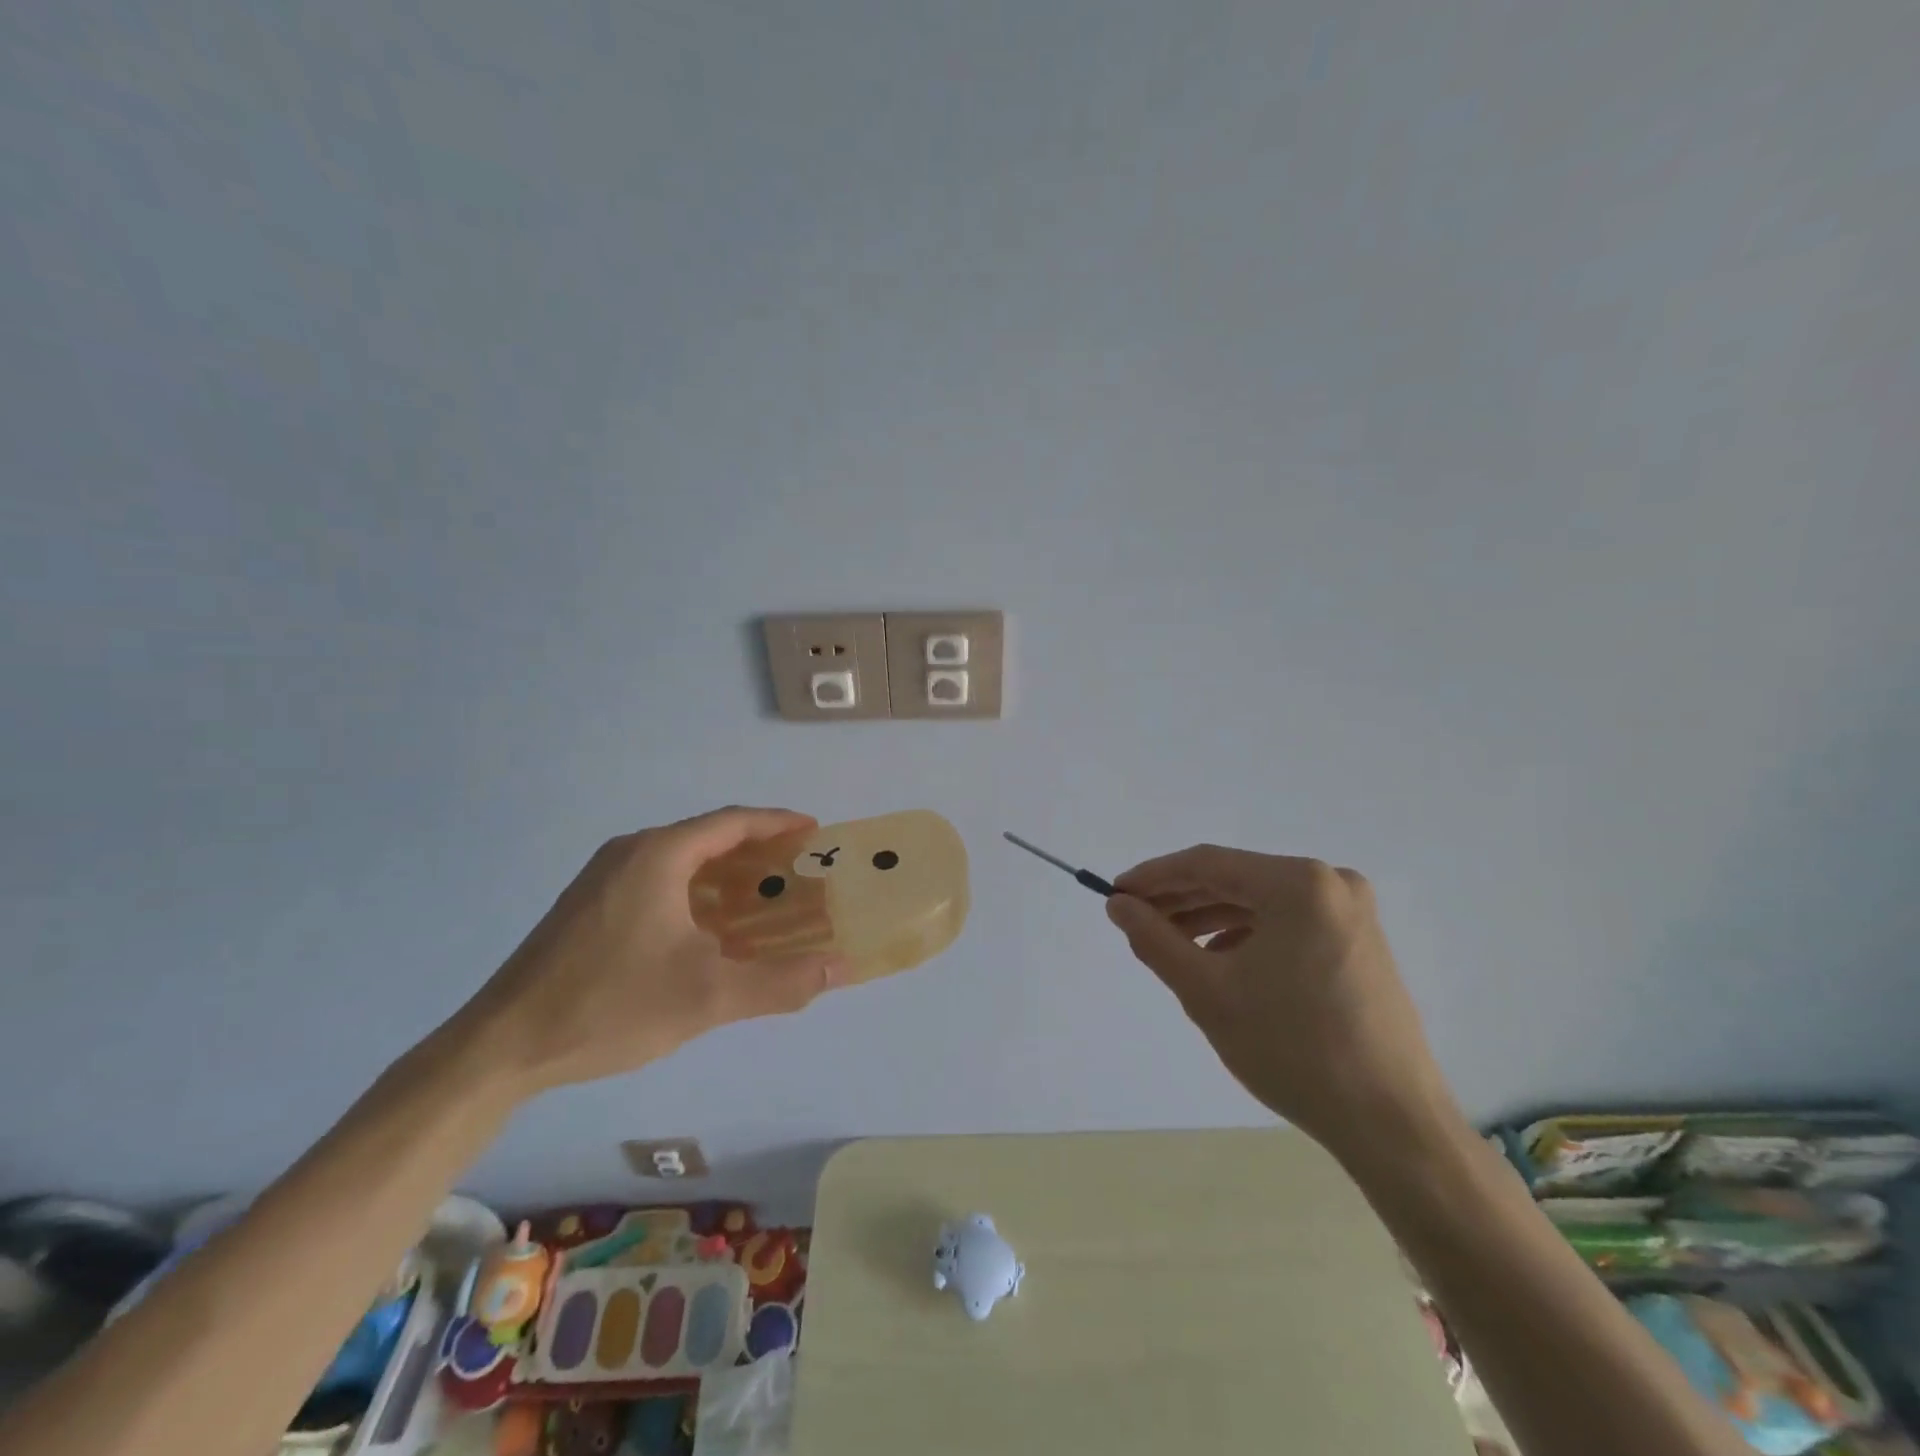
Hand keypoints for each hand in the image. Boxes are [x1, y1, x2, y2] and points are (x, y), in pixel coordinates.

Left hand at [458, 807, 845, 1094]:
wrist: (502, 1045)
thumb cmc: (610, 1005)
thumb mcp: (707, 996)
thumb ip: (780, 982)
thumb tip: (840, 970)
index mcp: (659, 855)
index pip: (732, 822)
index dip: (778, 824)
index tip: (815, 832)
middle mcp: (631, 852)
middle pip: (708, 838)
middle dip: (758, 852)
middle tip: (799, 872)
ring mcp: (604, 879)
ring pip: (682, 862)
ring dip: (727, 876)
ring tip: (766, 900)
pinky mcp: (589, 906)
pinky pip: (659, 882)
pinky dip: (697, 893)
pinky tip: (712, 931)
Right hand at [1105, 846, 1458, 1160]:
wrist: (1391, 1124)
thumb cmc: (1292, 1049)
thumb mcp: (1207, 991)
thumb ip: (1155, 939)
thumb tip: (1118, 905)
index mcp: (1298, 883)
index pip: (1207, 864)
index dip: (1153, 876)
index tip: (1114, 894)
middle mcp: (1330, 882)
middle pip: (1235, 879)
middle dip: (1180, 899)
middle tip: (1135, 920)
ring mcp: (1351, 912)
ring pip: (1259, 902)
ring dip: (1209, 918)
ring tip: (1168, 943)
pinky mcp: (1359, 941)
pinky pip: (1286, 922)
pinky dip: (1246, 935)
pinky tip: (1218, 961)